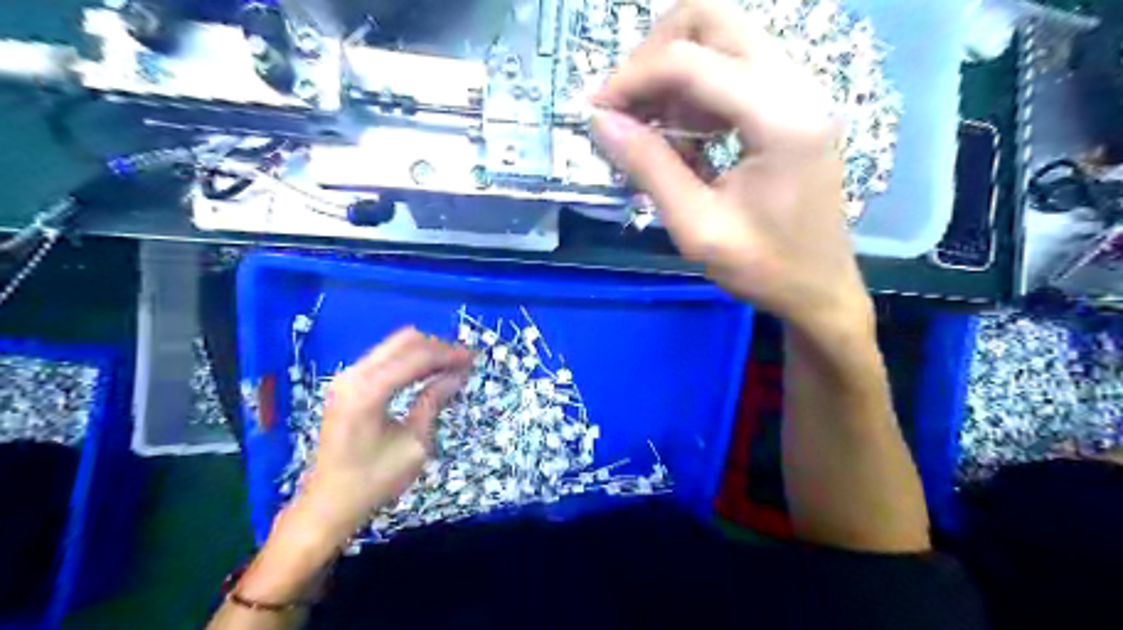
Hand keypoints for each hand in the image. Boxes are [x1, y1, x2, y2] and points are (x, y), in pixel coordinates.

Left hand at [290, 330, 469, 540]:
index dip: (449, 354)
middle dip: (438, 347)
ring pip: (393, 346)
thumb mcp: (414, 444)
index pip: (417, 357)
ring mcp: (346, 377)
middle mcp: (353, 375)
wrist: (328, 504)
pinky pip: (384, 358)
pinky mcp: (345, 385)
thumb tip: (458, 374)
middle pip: (404, 341)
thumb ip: (433, 401)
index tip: (475, 357)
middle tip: (465, 360)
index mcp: (369, 391)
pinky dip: (409, 360)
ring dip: (424, 351)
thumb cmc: (374, 480)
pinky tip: (427, 372)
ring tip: (451, 365)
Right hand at [592, 1, 872, 336]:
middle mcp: (796, 84)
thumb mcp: (697, 227)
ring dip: (673, 68)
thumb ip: (649, 167)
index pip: (690, 60)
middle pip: (712, 18)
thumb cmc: (763, 268)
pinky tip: (681, 130)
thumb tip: (599, 121)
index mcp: (780, 117)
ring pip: (722, 35)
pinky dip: (695, 86)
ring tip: (648, 123)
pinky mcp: (792, 102)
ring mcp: (799, 88)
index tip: (596, 112)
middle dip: (654, 54)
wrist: (820, 289)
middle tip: (626, 105)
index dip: (632, 78)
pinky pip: (734, 66)